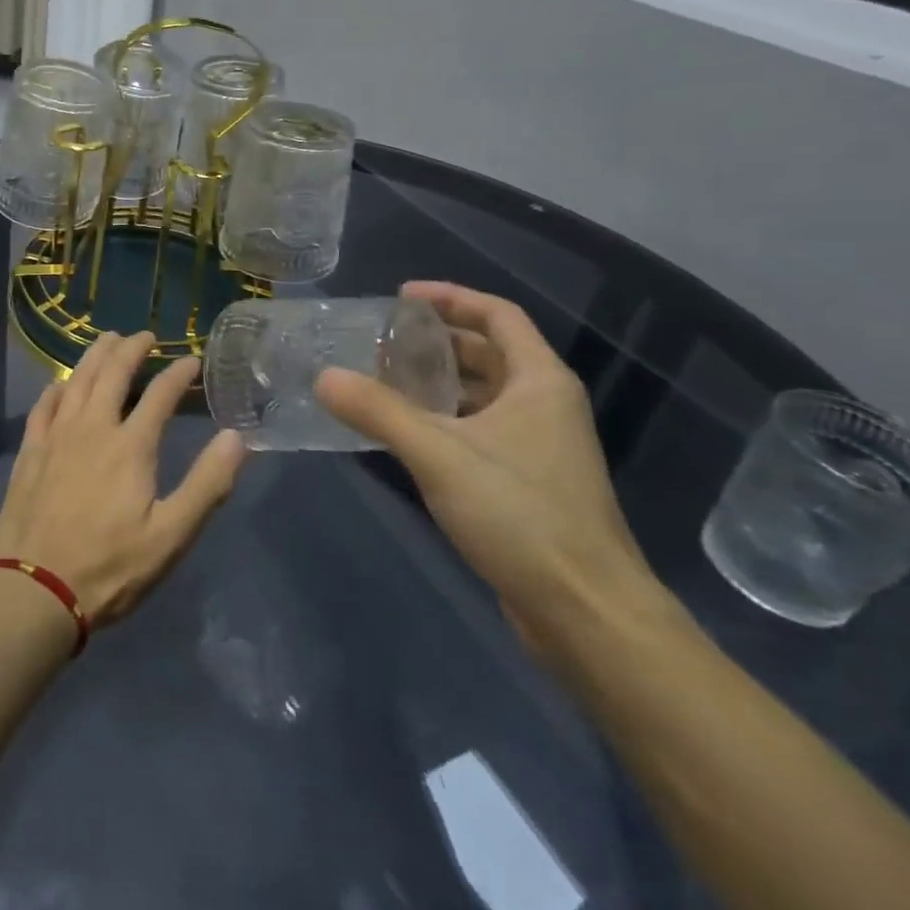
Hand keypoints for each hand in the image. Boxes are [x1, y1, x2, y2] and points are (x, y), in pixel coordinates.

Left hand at [0, 332, 246, 627]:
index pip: (160, 394)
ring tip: (108, 340)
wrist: (34, 590)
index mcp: (130, 446)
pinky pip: (44, 406)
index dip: (178, 373)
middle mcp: (92, 428)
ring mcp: (56, 437)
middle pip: (112, 373)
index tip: (191, 359)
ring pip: (77, 380)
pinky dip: (57, 387)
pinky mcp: (30, 452)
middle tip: (144, 336)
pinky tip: (62, 384)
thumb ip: (206, 485)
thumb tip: (235, 437)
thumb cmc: (110, 567)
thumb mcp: (171, 536)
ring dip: (95, 356)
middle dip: (131, 348)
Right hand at [317, 282, 661, 651]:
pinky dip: (443, 419)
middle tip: (381, 343)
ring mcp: (539, 446)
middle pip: (487, 353)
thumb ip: (378, 411)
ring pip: (481, 395)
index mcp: (539, 381)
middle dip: (434, 342)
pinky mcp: (527, 482)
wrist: (585, 612)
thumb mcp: (439, 454)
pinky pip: (479, 430)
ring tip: (382, 382)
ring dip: (436, 383)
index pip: (497, 315)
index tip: (401, 297)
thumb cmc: (520, 515)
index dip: (450, 298)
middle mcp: (544, 404)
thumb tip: (324, 376)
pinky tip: (405, 434)